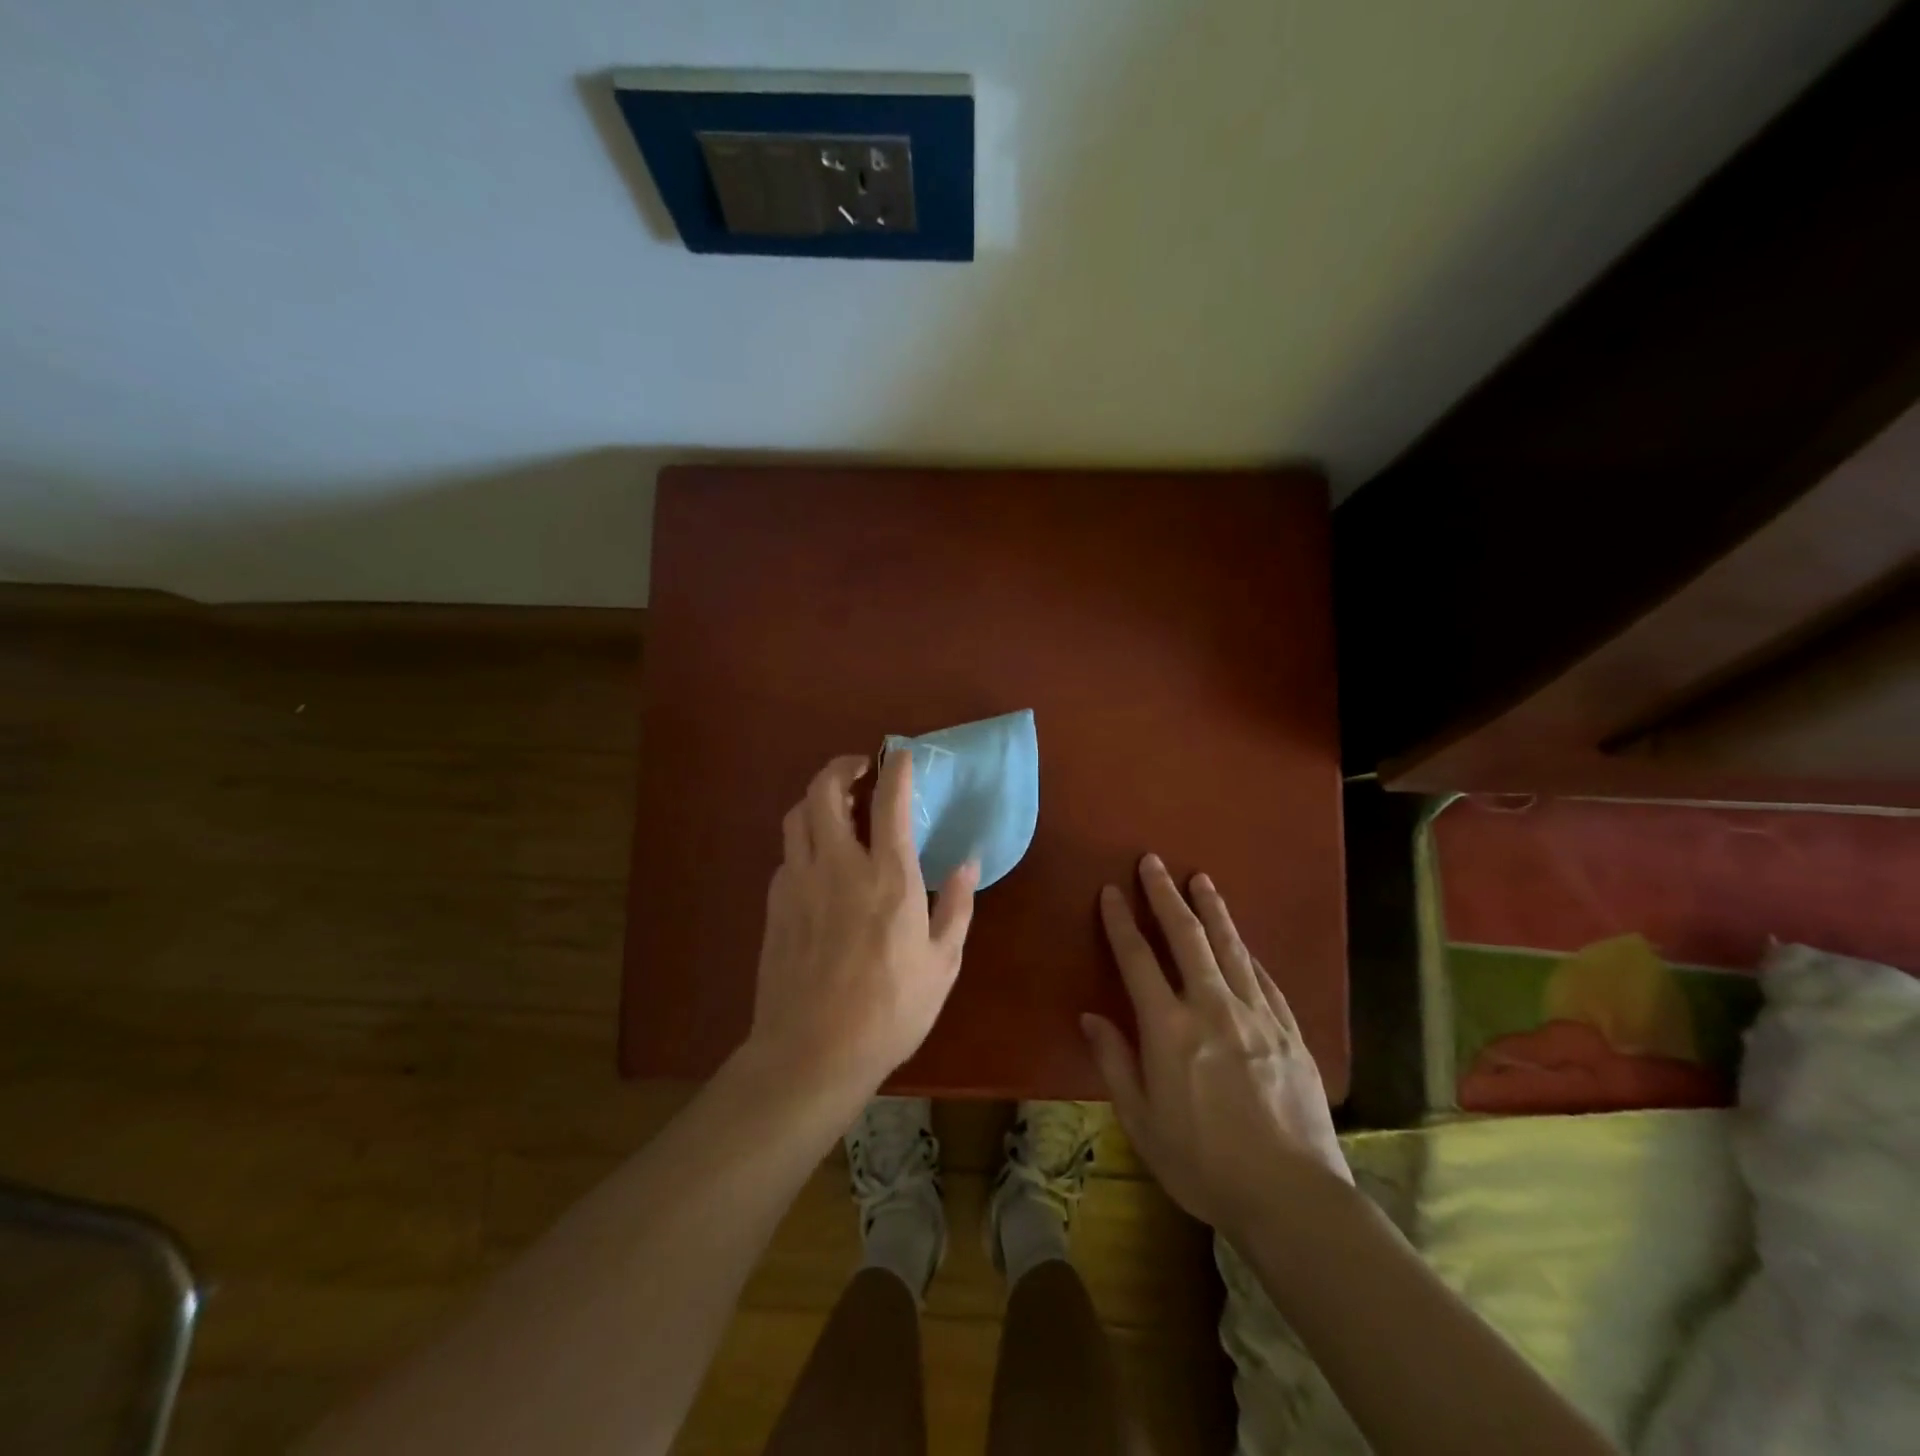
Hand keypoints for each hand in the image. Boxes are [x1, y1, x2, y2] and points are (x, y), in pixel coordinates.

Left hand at [744, 751, 978, 1096]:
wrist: (811, 1053)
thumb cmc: (889, 1011)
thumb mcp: (942, 964)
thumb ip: (956, 906)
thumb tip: (969, 864)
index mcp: (889, 878)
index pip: (889, 801)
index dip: (896, 768)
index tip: (902, 755)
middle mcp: (839, 866)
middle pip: (824, 791)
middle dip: (841, 767)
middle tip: (860, 769)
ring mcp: (799, 882)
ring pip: (797, 816)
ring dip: (817, 799)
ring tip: (836, 805)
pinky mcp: (775, 904)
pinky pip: (788, 854)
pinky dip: (804, 841)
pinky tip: (819, 862)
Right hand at [1082, 854, 1351, 1238]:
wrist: (1291, 1197)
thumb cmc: (1203, 1164)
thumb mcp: (1141, 1122)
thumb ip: (1115, 1063)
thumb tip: (1091, 1017)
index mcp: (1168, 1028)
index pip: (1137, 960)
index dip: (1122, 922)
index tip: (1111, 891)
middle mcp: (1211, 1008)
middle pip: (1186, 937)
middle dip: (1166, 895)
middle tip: (1154, 861)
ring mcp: (1256, 1016)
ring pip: (1230, 948)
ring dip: (1212, 910)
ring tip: (1201, 879)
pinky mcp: (1289, 1032)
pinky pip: (1264, 980)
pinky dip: (1247, 954)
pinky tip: (1242, 942)